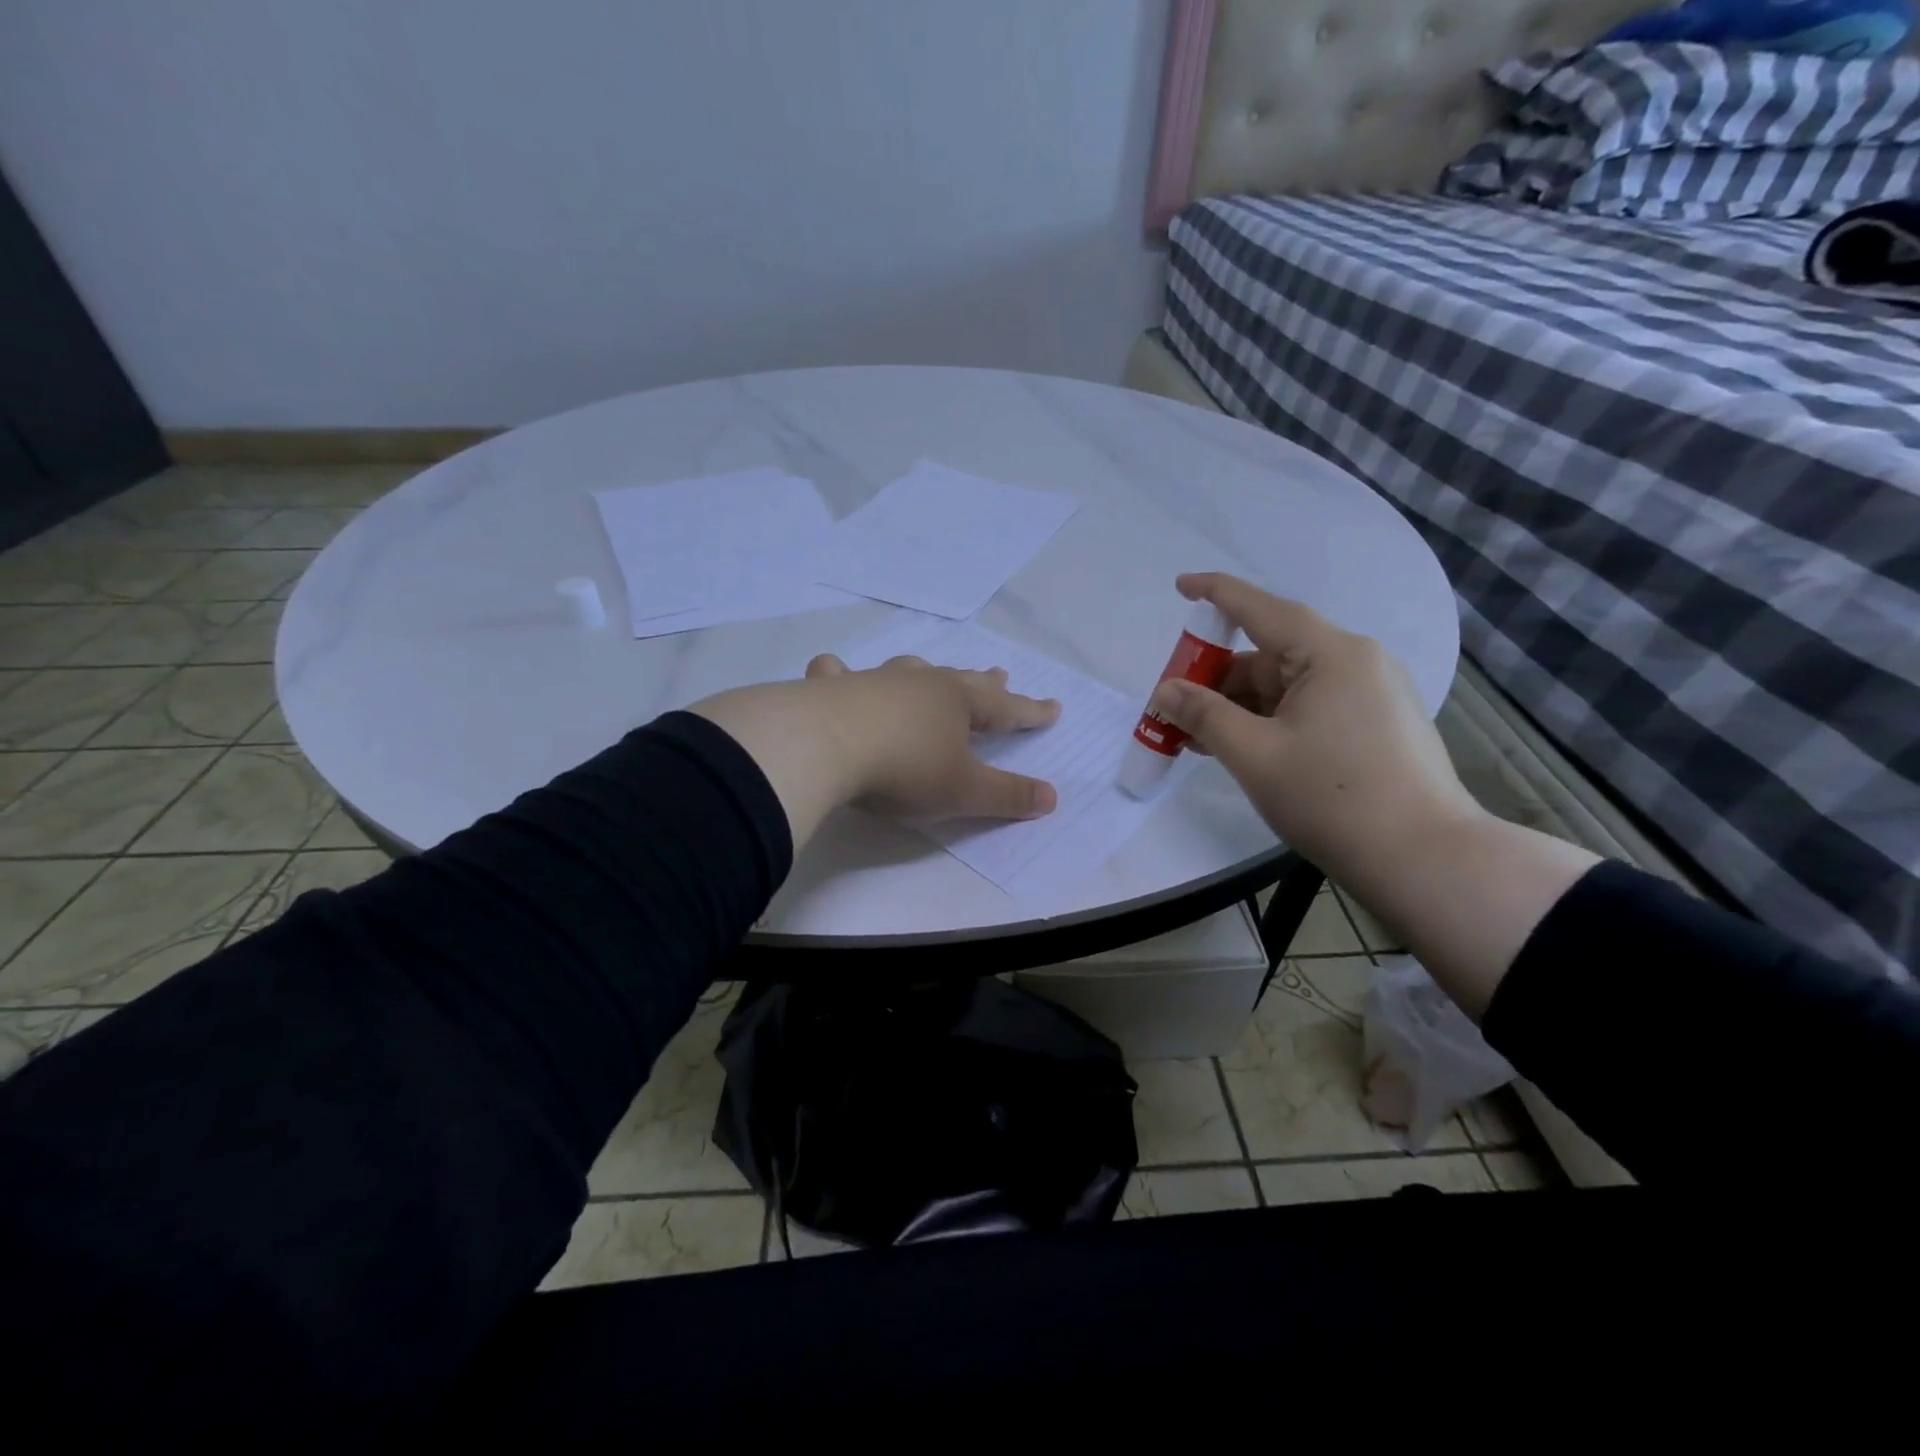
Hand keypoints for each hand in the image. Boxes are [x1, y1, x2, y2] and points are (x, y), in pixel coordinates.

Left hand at [802, 652, 1059, 820]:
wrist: (825, 746)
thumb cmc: (905, 769)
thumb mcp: (964, 791)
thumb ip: (1008, 795)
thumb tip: (1051, 797)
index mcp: (959, 703)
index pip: (1007, 708)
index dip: (1032, 712)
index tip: (1053, 708)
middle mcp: (921, 683)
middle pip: (962, 681)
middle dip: (985, 683)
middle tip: (1001, 675)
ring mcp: (875, 681)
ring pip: (910, 670)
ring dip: (927, 672)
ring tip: (932, 671)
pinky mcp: (833, 689)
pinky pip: (839, 674)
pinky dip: (840, 672)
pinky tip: (835, 670)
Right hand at [1148, 572, 1479, 874]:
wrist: (1424, 860)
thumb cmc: (1332, 797)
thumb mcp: (1254, 755)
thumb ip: (1203, 715)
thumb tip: (1165, 691)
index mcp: (1332, 654)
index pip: (1261, 607)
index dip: (1215, 594)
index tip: (1179, 588)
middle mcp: (1356, 662)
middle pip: (1271, 653)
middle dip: (1217, 677)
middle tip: (1174, 708)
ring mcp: (1371, 694)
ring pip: (1288, 685)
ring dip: (1240, 706)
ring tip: (1198, 738)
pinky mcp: (1377, 725)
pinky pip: (1309, 707)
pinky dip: (1270, 720)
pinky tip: (1241, 748)